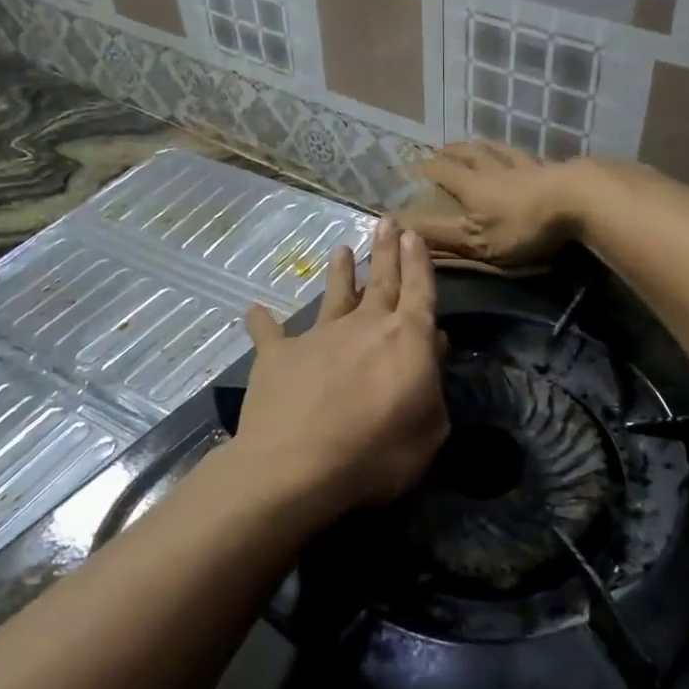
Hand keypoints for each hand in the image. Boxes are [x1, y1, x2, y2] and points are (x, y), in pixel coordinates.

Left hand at [235, 220, 448, 514]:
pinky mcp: (278, 355)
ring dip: (340, 272)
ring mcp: (318, 336)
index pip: (419, 290)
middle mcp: (364, 325)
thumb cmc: (377, 453)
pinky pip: (269, 332)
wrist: (296, 466)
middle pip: (380, 280)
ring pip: (333, 295)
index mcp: (407, 339)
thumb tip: (433, 351)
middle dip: (386, 250)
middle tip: (387, 221)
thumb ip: (434, 389)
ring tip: (341, 249)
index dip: (418, 262)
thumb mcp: (430, 431)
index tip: (414, 235)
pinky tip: (254, 310)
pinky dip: (262, 321)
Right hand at [409, 142, 586, 266]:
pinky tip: (521, 154)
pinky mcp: (550, 169)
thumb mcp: (477, 240)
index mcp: (472, 186)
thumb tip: (402, 228)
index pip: (441, 172)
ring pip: (497, 149)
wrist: (577, 201)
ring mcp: (524, 166)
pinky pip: (526, 156)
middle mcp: (493, 169)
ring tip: (476, 142)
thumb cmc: (522, 225)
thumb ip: (441, 236)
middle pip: (468, 153)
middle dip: (450, 151)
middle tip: (439, 149)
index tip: (406, 166)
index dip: (422, 169)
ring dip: (482, 145)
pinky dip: (515, 153)